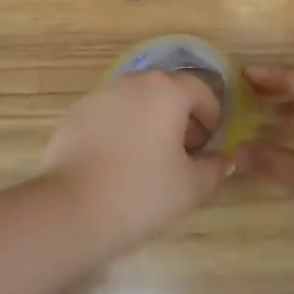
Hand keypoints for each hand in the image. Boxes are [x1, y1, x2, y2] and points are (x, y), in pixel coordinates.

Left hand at [41, 70, 229, 249]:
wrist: (71, 211)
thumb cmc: (142, 193)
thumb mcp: (192, 187)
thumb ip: (215, 167)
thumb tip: (222, 159)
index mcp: (167, 91)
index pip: (201, 90)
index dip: (212, 116)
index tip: (210, 144)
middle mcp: (133, 82)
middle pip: (167, 90)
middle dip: (181, 115)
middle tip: (184, 152)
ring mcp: (100, 95)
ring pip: (136, 100)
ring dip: (150, 120)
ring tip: (150, 158)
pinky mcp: (75, 114)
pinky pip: (110, 114)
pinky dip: (121, 129)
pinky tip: (118, 162)